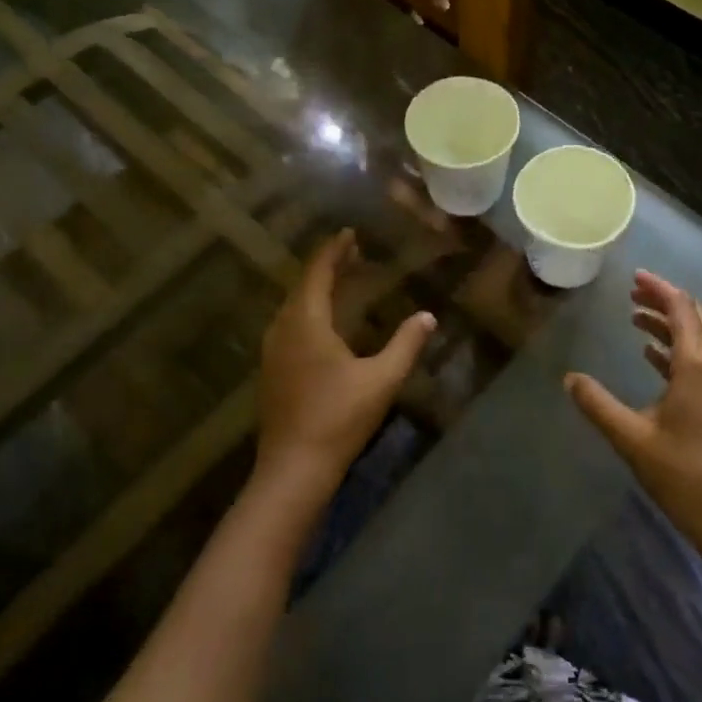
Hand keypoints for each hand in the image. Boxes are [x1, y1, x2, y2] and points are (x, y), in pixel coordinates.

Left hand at [253, 230, 434, 508]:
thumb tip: (427, 316)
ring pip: (294, 306)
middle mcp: (284, 329)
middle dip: (327, 267)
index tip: (349, 233)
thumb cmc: (339, 418)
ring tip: (340, 280)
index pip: (318, 274)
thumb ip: (406, 344)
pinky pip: (290, 324)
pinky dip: (308, 310)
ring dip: (316, 289)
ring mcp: (273, 351)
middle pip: (303, 286)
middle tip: (352, 253)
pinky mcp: (273, 371)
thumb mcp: (382, 380)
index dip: (333, 251)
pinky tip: (323, 322)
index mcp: (306, 323)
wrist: (294, 468)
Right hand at [565, 271, 701, 554]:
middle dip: (665, 300)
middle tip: (632, 292)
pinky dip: (678, 349)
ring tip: (636, 317)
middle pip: (695, 317)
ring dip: (671, 324)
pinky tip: (653, 356)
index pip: (681, 309)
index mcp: (699, 366)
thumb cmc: (684, 476)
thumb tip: (569, 379)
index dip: (659, 289)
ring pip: (700, 338)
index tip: (634, 277)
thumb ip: (598, 405)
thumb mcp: (632, 439)